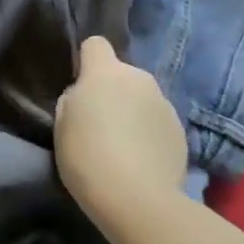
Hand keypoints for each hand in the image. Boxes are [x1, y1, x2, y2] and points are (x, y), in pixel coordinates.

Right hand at [54, 36, 187, 235]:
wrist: (138, 199)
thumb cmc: (87, 156)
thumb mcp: (63, 124)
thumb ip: (75, 100)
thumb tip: (86, 97)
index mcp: (106, 72)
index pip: (95, 44)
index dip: (86, 61)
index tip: (80, 86)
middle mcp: (139, 79)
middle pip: (121, 74)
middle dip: (112, 91)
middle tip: (100, 124)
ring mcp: (165, 104)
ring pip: (142, 98)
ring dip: (133, 112)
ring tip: (123, 147)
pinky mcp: (181, 131)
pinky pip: (158, 122)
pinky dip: (150, 134)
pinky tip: (142, 161)